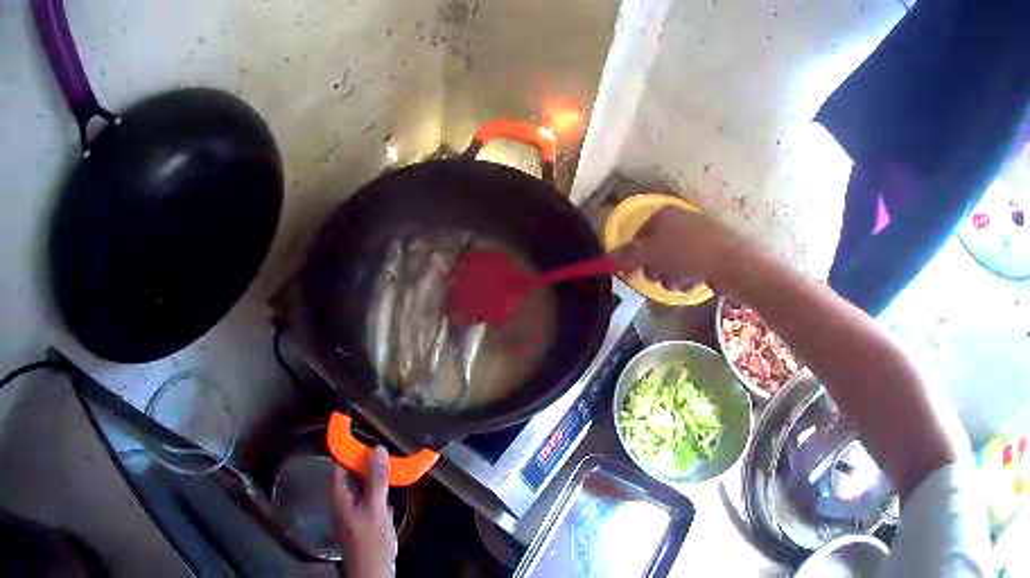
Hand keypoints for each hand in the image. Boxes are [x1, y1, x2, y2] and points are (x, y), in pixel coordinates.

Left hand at [332, 446, 396, 577]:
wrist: (373, 570)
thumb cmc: (371, 540)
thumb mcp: (376, 508)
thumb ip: (376, 480)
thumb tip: (377, 449)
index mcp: (338, 493)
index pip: (339, 461)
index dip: (350, 447)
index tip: (367, 434)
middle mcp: (341, 498)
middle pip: (350, 473)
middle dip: (366, 463)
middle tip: (386, 453)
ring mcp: (351, 510)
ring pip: (361, 486)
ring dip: (374, 479)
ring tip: (392, 469)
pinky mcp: (361, 520)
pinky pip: (368, 499)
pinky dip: (378, 494)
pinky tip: (391, 495)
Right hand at [614, 206, 737, 290]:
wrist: (731, 263)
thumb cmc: (687, 253)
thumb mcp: (651, 254)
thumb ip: (628, 256)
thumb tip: (608, 258)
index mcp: (664, 214)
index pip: (639, 234)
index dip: (633, 255)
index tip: (631, 274)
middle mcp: (679, 220)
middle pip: (655, 248)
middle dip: (655, 268)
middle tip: (658, 278)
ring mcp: (696, 235)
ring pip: (672, 260)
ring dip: (671, 276)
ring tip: (679, 282)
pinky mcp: (710, 251)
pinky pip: (689, 265)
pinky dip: (687, 276)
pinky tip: (693, 281)